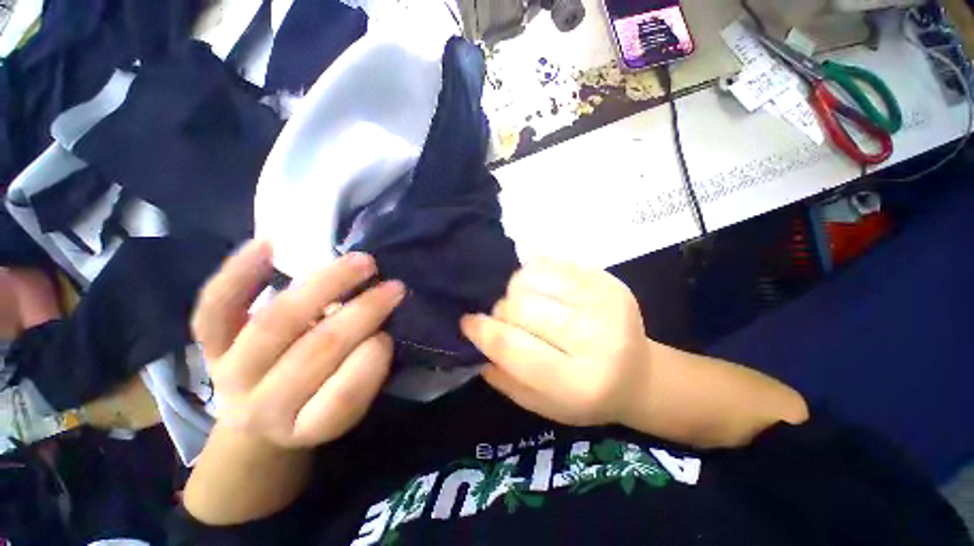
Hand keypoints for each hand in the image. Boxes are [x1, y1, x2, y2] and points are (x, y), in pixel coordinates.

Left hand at [191, 240, 404, 449]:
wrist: (260, 415)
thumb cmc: (317, 402)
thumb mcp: (348, 403)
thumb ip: (366, 370)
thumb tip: (378, 326)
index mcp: (305, 426)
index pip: (340, 399)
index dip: (371, 362)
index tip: (390, 336)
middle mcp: (262, 407)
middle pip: (314, 352)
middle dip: (362, 313)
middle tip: (393, 287)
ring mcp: (230, 371)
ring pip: (275, 323)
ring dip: (325, 286)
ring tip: (362, 263)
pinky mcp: (211, 345)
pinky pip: (216, 308)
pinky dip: (240, 274)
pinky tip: (269, 245)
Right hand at [461, 260, 650, 426]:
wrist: (638, 375)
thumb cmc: (585, 396)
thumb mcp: (541, 404)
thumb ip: (505, 376)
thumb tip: (475, 339)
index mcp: (577, 382)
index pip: (514, 347)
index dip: (483, 331)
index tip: (467, 322)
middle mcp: (595, 340)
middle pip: (523, 307)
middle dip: (502, 309)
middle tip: (503, 317)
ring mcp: (605, 303)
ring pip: (534, 278)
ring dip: (517, 288)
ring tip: (524, 301)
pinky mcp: (609, 281)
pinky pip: (553, 263)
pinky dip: (535, 273)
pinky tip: (540, 288)